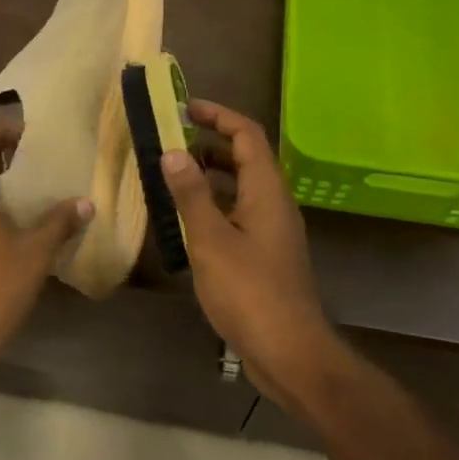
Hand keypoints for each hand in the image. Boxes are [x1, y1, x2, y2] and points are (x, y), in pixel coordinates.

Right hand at [160, 100, 339, 400]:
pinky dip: (213, 205)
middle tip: (170, 142)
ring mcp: (272, 230)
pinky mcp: (265, 254)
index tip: (184, 108)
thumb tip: (173, 151)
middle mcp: (274, 203)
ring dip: (209, 176)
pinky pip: (238, 213)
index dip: (218, 116)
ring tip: (171, 177)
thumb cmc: (249, 291)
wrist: (288, 351)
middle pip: (245, 158)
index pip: (247, 135)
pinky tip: (186, 221)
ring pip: (241, 188)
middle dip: (209, 144)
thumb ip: (191, 194)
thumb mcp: (211, 239)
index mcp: (267, 191)